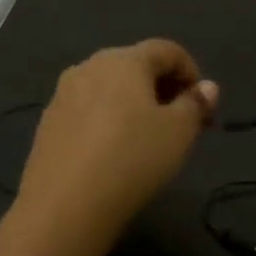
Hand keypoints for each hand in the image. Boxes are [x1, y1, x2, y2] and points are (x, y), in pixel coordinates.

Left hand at [17, 39, 218, 235]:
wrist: (65, 205)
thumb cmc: (133, 159)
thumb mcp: (179, 133)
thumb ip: (196, 104)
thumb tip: (207, 88)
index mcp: (125, 60)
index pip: (167, 50)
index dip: (191, 71)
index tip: (201, 105)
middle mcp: (90, 67)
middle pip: (136, 66)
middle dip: (163, 88)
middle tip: (181, 123)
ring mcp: (63, 95)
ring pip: (110, 88)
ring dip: (135, 104)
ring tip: (148, 138)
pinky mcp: (48, 124)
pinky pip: (88, 110)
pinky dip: (109, 120)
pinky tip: (115, 152)